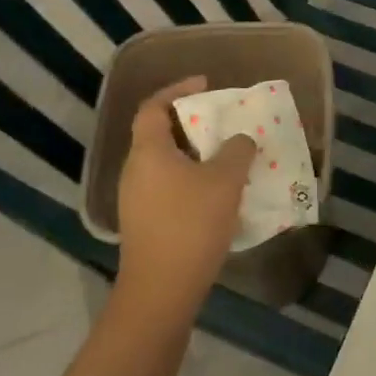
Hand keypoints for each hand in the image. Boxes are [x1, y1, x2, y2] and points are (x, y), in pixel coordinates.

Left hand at [114, 77, 255, 321]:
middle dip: (191, 124)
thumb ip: (237, 150)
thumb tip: (240, 140)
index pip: (153, 107)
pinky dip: (190, 179)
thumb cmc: (191, 224)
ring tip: (227, 156)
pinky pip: (167, 187)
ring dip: (194, 155)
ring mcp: (136, 200)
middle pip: (159, 134)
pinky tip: (217, 194)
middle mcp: (135, 171)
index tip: (205, 84)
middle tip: (222, 122)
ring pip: (165, 163)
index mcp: (148, 152)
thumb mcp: (225, 180)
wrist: (161, 291)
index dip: (177, 89)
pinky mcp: (144, 224)